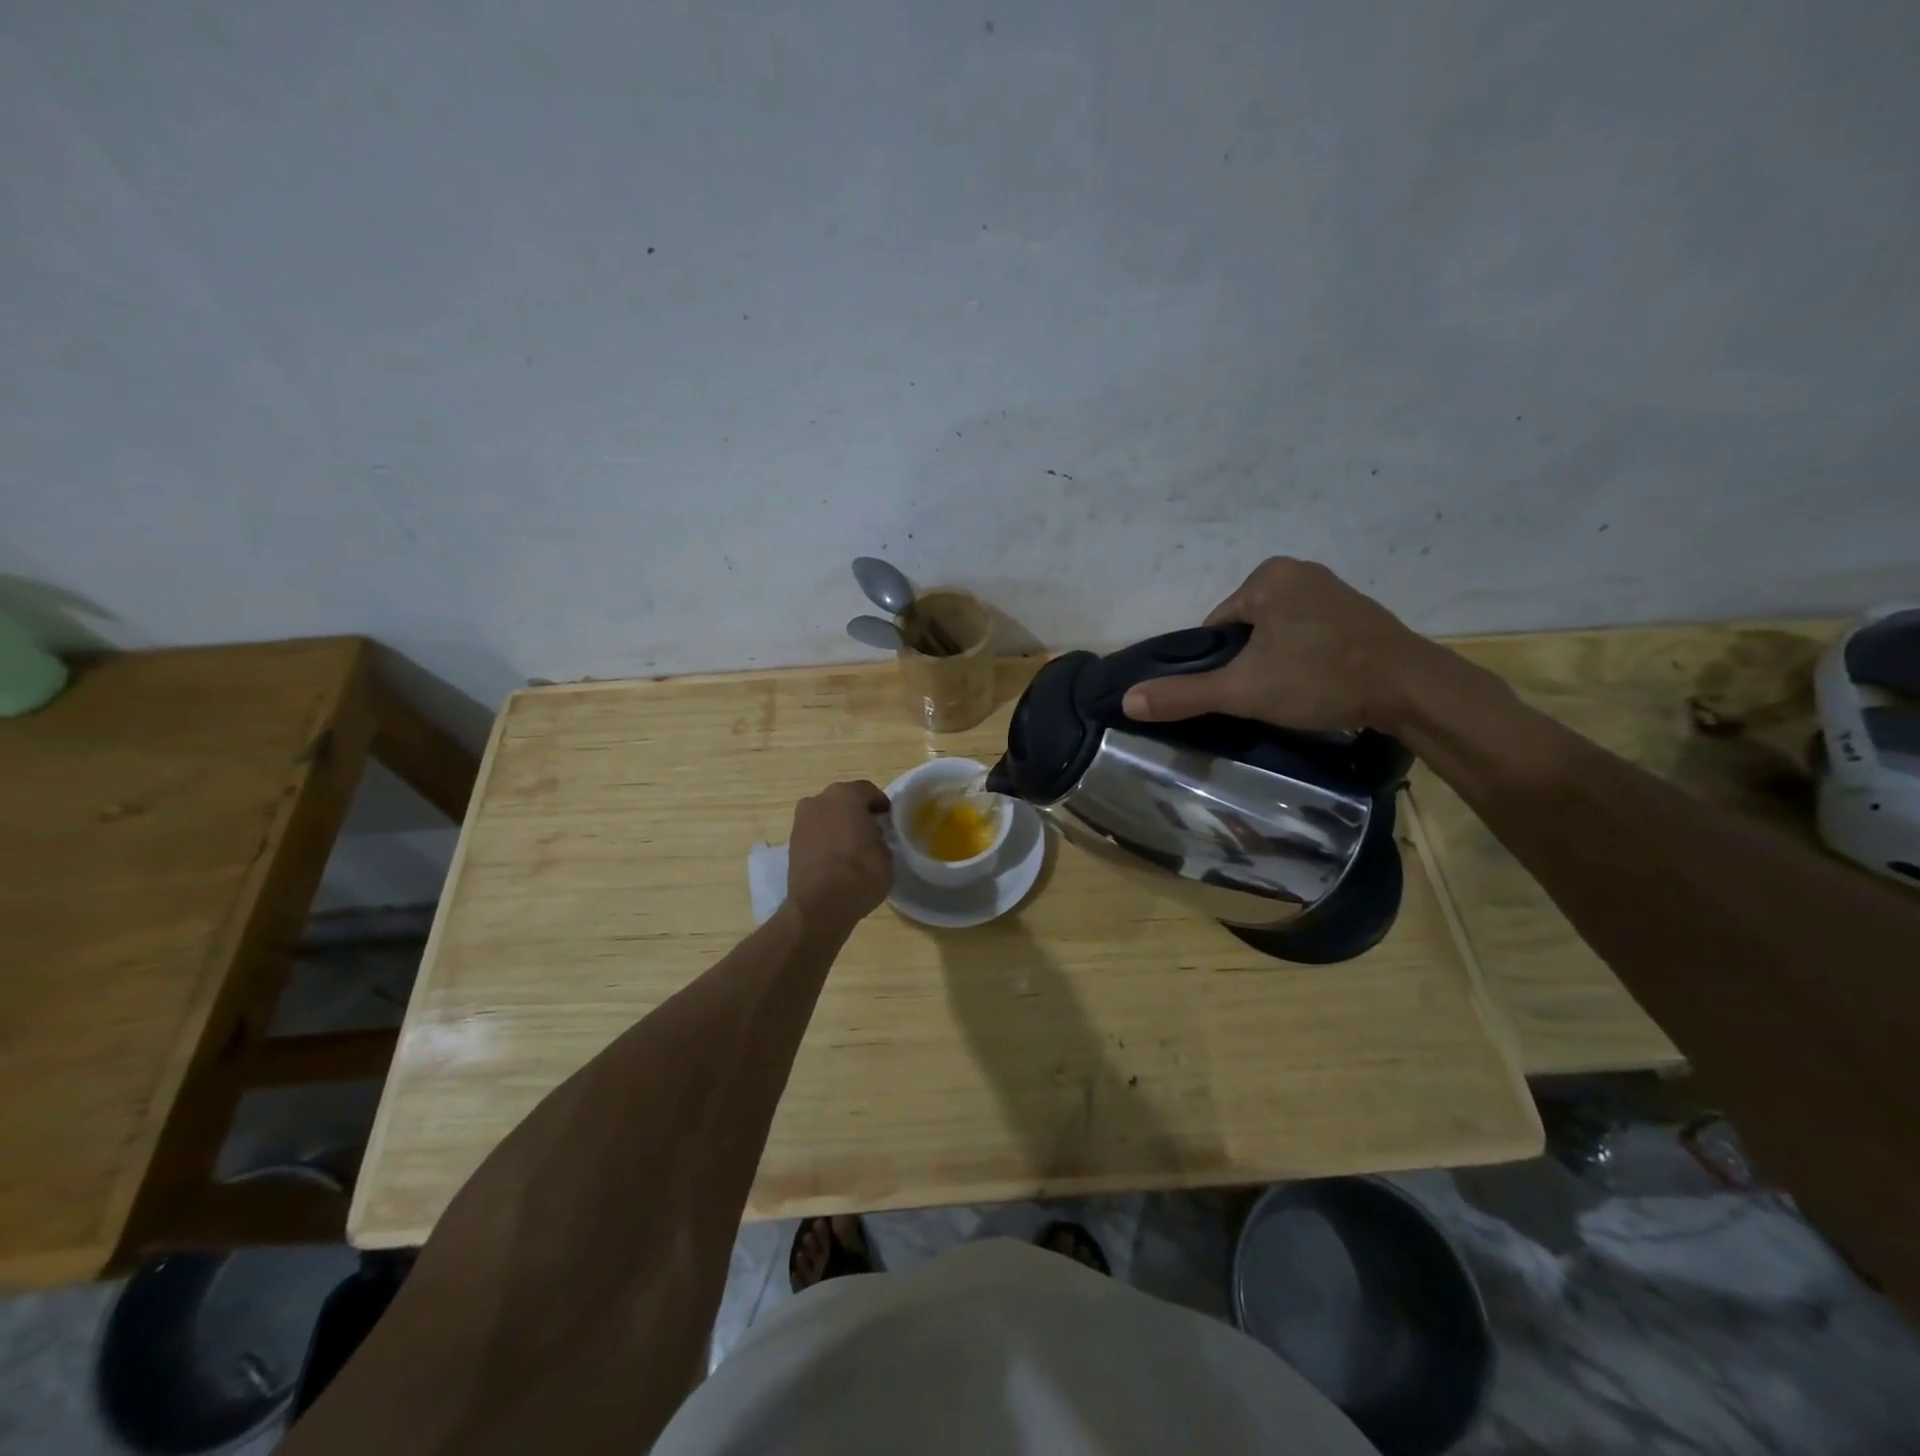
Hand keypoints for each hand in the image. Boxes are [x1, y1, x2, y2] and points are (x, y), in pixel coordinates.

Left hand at [786, 780, 893, 933]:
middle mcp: (819, 800)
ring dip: (838, 825)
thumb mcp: (886, 854)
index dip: (881, 804)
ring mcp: (801, 821)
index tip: (888, 818)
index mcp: (846, 795)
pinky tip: (836, 858)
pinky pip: (815, 833)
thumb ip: (880, 837)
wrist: (820, 905)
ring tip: (853, 847)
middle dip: (857, 812)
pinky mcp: (791, 842)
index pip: (868, 791)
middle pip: (844, 800)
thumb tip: (872, 837)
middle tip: (872, 830)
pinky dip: (825, 840)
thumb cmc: (861, 873)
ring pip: (826, 816)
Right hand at [1121, 557, 1431, 731]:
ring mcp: (1331, 588)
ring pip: (1276, 632)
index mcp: (1267, 577)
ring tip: (1294, 692)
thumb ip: (1184, 694)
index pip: (1217, 625)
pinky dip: (1303, 656)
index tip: (1240, 690)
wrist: (1411, 690)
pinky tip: (1316, 681)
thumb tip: (1127, 700)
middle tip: (1267, 694)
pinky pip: (1307, 632)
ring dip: (1276, 661)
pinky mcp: (1355, 610)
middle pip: (1245, 628)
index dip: (1219, 663)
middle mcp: (1298, 571)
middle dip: (1249, 661)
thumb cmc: (1320, 679)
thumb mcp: (1243, 690)